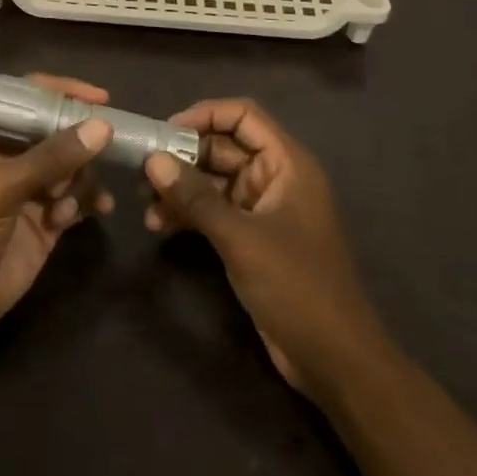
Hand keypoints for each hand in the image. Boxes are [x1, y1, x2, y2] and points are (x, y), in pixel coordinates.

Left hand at [0, 74, 113, 344]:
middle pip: (57, 131)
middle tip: (112, 147)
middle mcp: (10, 155)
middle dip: (82, 140)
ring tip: (81, 197)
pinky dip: (88, 202)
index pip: (29, 97)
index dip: (63, 92)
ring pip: (71, 166)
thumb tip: (103, 127)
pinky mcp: (44, 222)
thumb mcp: (0, 187)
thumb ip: (52, 157)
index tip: (101, 98)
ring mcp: (28, 190)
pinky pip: (76, 200)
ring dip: (85, 177)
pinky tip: (98, 210)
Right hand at [144, 97, 381, 392]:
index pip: (244, 116)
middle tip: (142, 171)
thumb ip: (196, 197)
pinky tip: (160, 226)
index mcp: (287, 164)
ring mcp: (263, 209)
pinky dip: (189, 214)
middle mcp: (274, 178)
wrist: (334, 360)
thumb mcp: (242, 238)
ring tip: (144, 203)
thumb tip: (153, 160)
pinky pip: (214, 211)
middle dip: (183, 157)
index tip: (165, 131)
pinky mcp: (251, 238)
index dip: (205, 115)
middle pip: (224, 147)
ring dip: (181, 188)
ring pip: (214, 181)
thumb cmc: (297, 286)